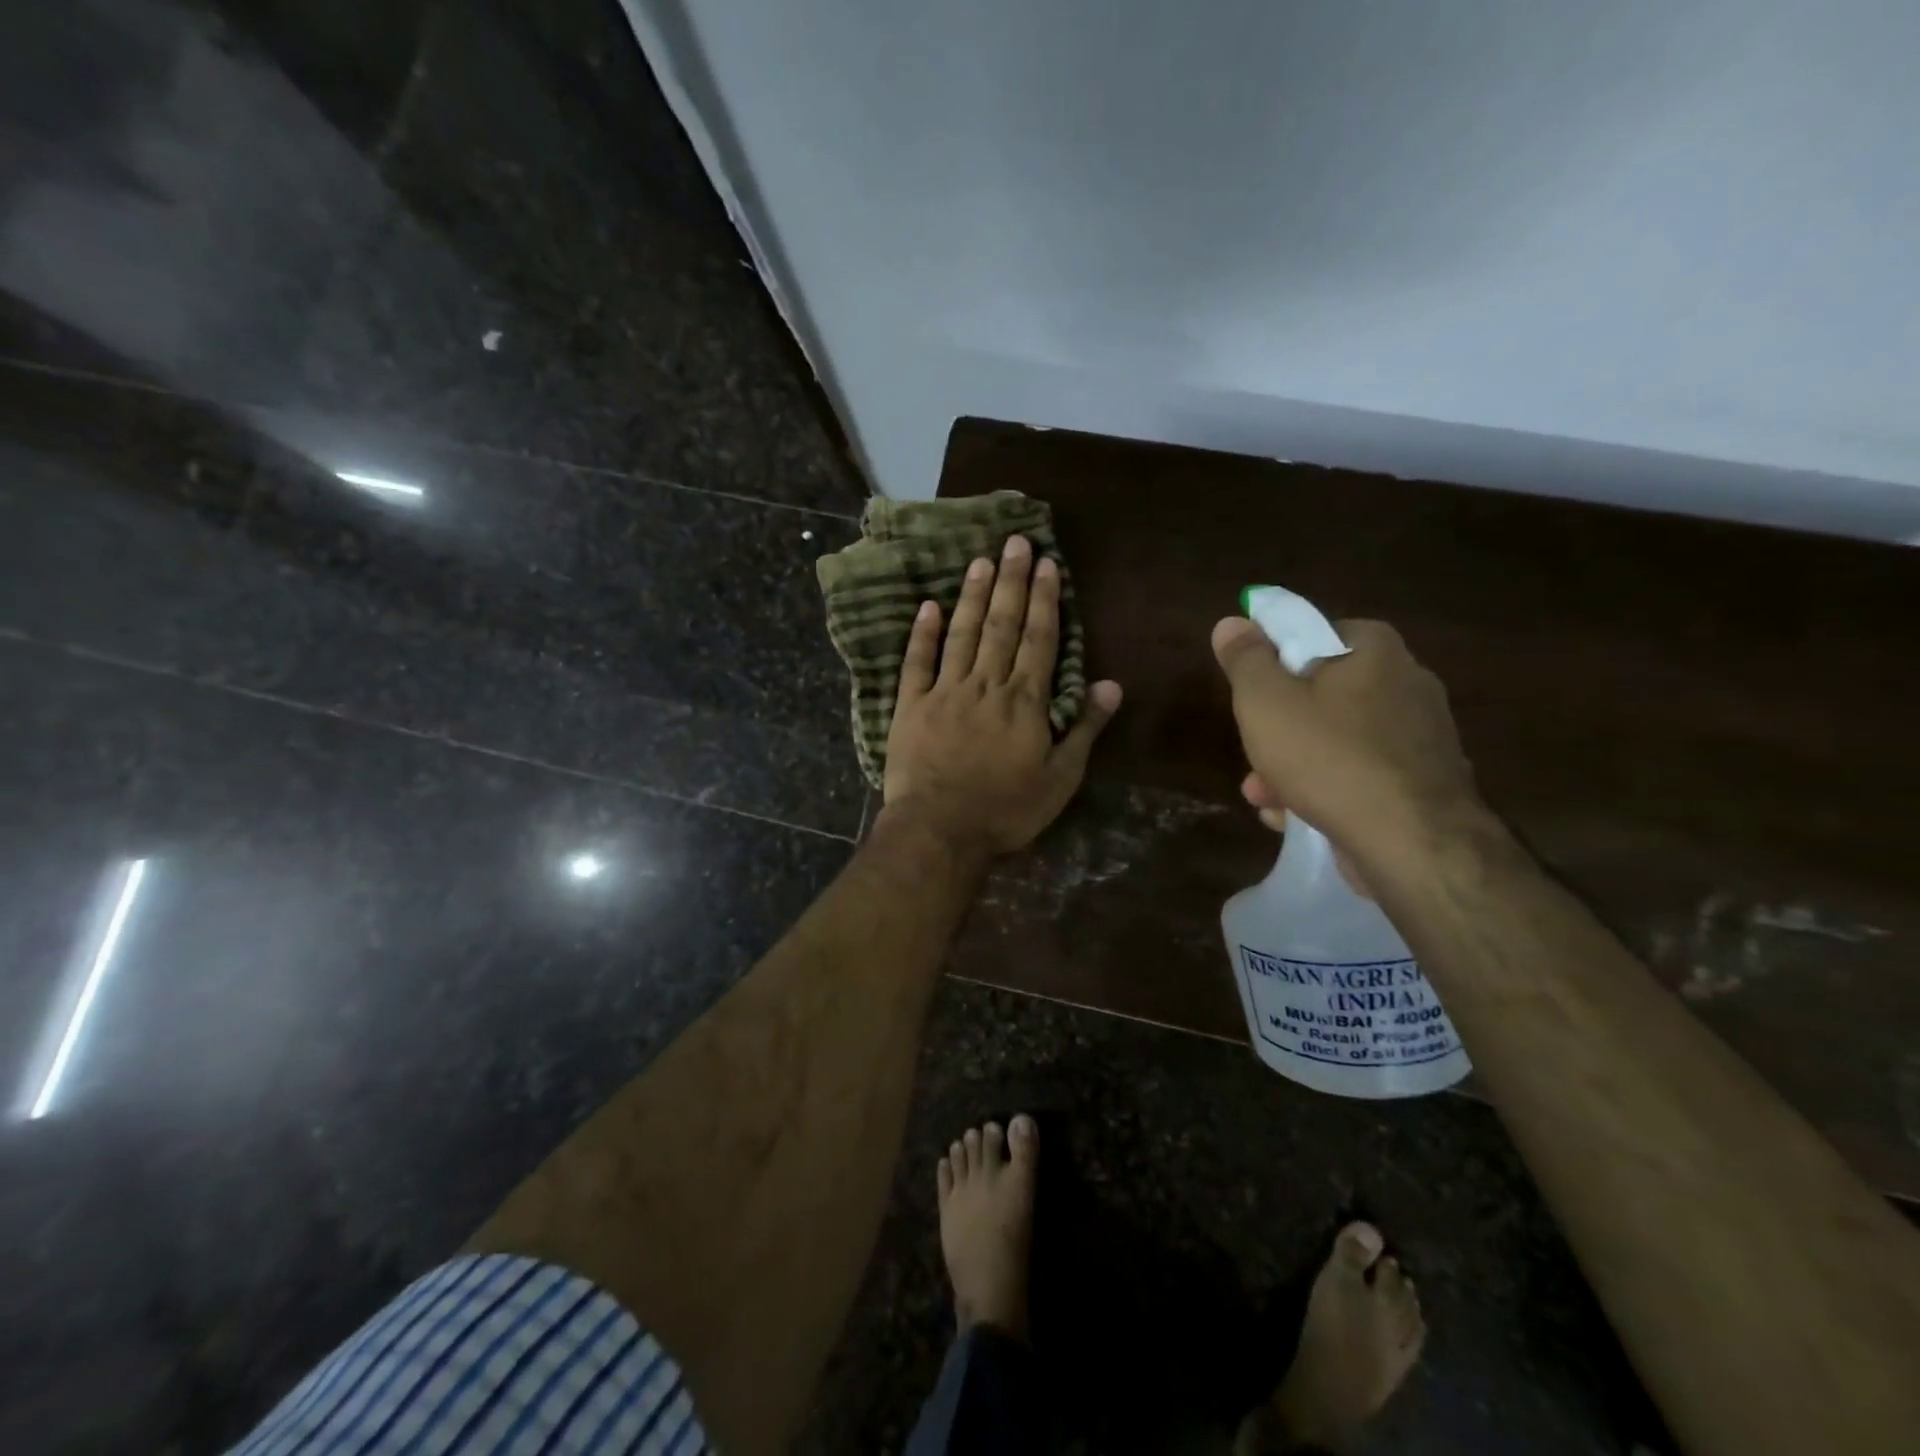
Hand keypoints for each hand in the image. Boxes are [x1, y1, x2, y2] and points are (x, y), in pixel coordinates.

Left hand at [883, 535, 1121, 856]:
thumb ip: (1084, 728)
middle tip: (1015, 542)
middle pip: (1001, 625)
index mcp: (1024, 701)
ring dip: (972, 596)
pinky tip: (928, 606)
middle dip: (1011, 582)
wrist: (940, 830)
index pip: (1039, 639)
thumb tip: (1112, 684)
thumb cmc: (1007, 810)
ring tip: (980, 560)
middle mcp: (985, 685)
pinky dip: (922, 634)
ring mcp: (944, 692)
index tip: (1046, 564)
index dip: (1044, 600)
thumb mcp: (1060, 778)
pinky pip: (916, 662)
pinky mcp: (910, 706)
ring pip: (962, 634)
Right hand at [1212, 616, 1480, 873]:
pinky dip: (1327, 791)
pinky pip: (1361, 776)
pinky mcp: (1425, 783)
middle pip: (1321, 694)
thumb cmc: (1329, 757)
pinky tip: (1295, 818)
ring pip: (1338, 741)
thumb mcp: (1265, 702)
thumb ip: (1245, 660)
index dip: (1275, 663)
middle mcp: (1408, 682)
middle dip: (1278, 728)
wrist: (1412, 843)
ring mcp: (1421, 736)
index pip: (1314, 635)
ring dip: (1293, 766)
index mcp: (1375, 650)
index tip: (1252, 696)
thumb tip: (1232, 622)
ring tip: (1263, 797)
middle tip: (1253, 754)